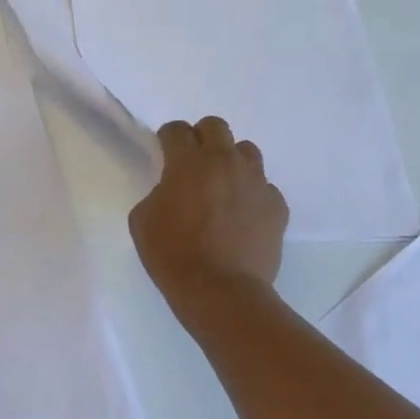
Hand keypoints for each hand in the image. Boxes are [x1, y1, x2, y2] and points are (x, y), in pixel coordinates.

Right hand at [129, 117, 288, 310]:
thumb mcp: (142, 218)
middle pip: (216, 127)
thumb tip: (173, 189)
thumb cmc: (172, 254)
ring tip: (221, 185)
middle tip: (193, 163)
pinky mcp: (277, 206)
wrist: (220, 291)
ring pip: (246, 151)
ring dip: (230, 161)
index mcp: (188, 163)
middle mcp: (225, 163)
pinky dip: (251, 193)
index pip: (176, 130)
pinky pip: (264, 187)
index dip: (167, 138)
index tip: (164, 151)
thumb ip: (158, 192)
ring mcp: (256, 183)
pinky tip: (241, 215)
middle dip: (201, 138)